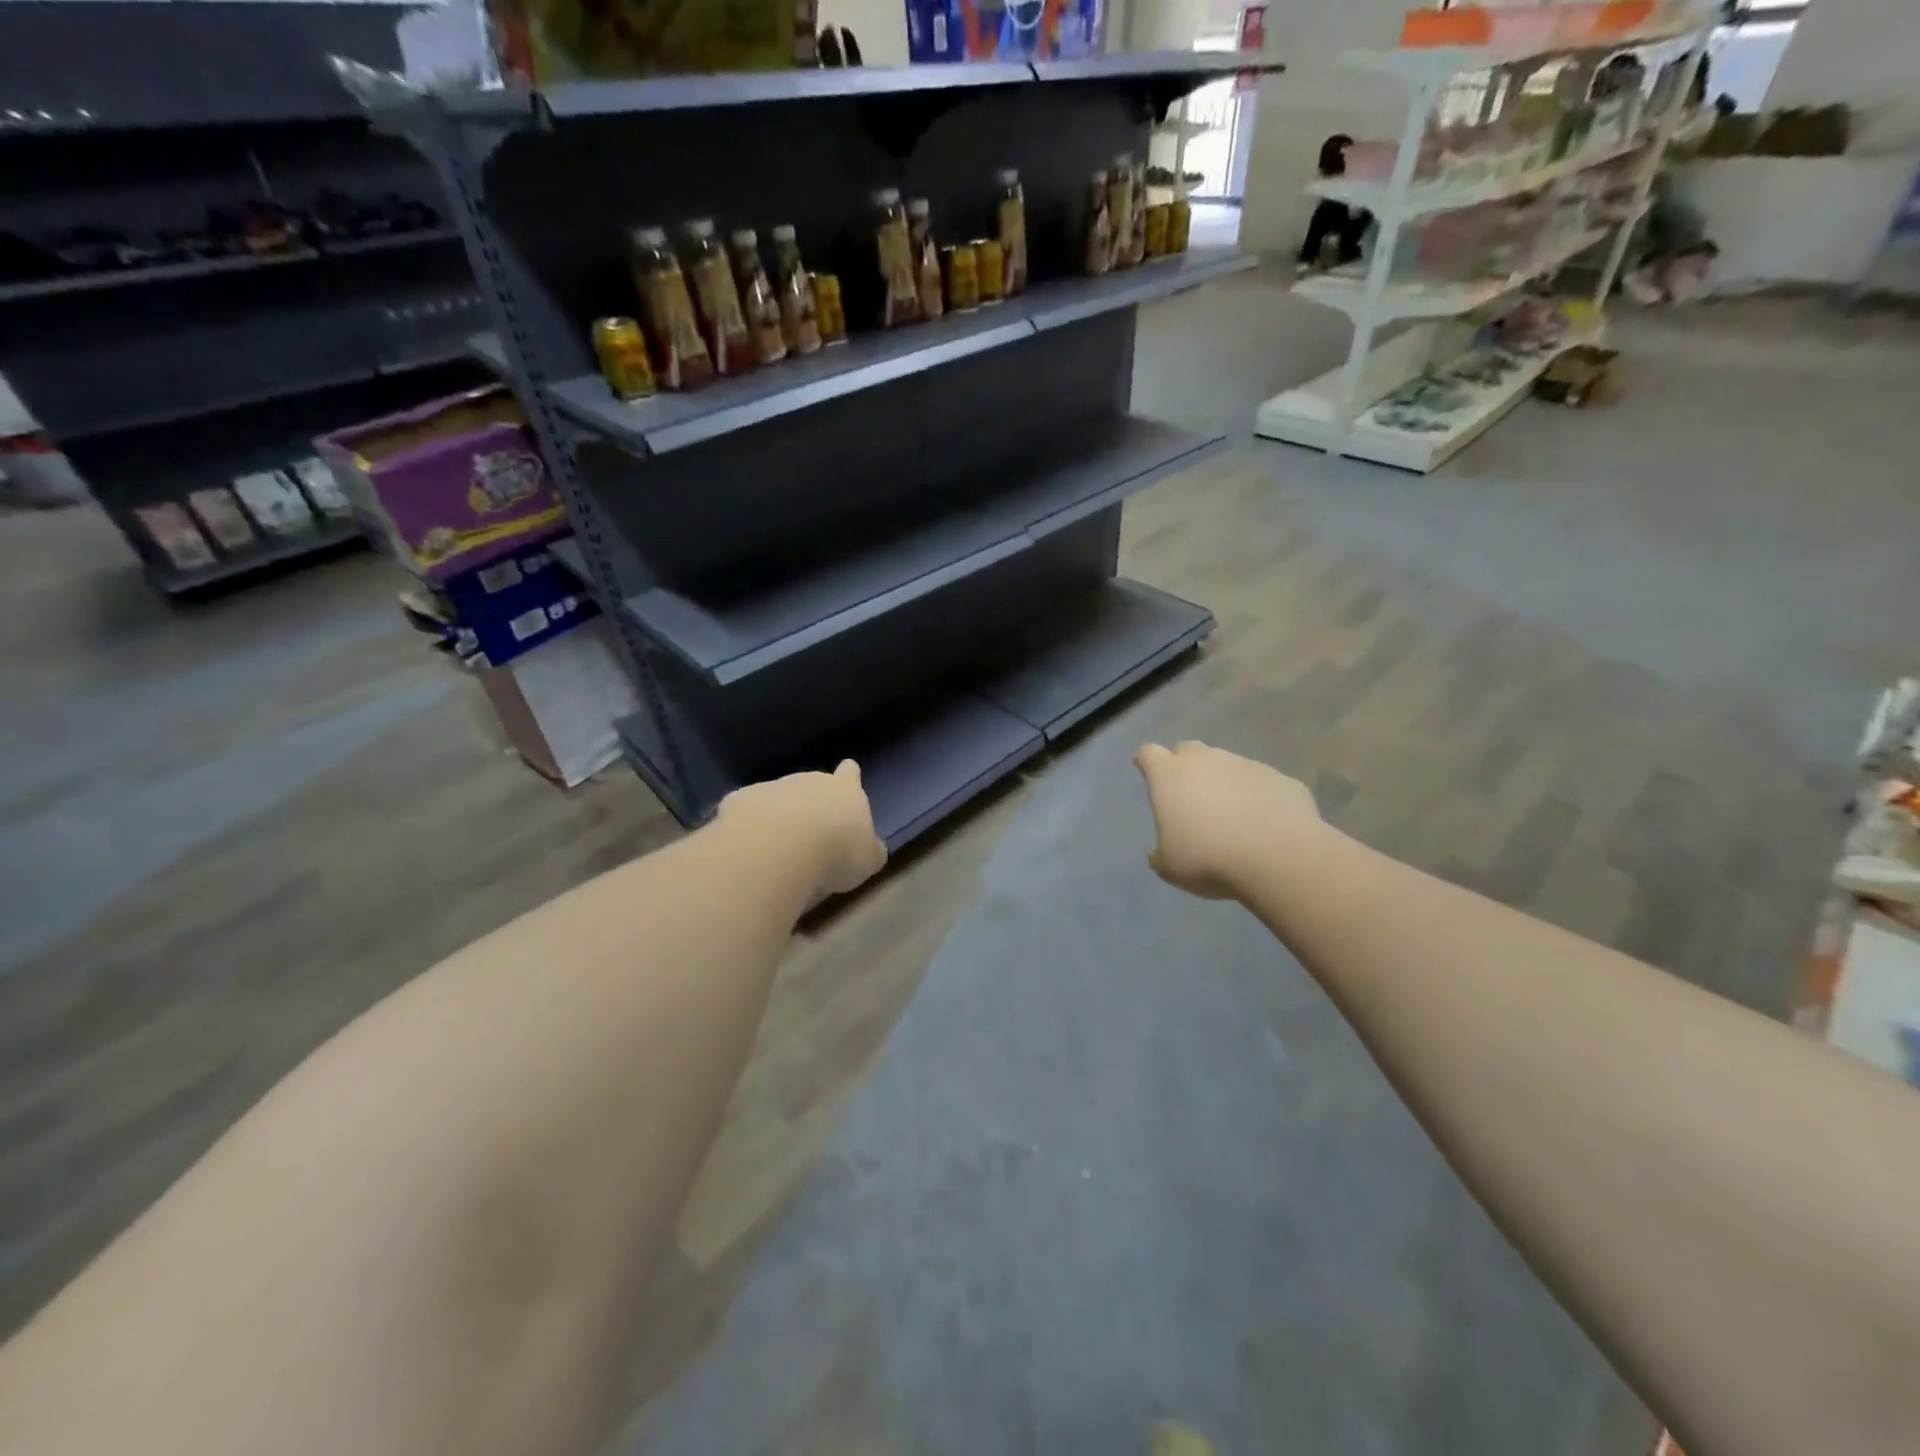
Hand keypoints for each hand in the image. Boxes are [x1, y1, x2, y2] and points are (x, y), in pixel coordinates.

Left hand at [718, 760, 886, 900]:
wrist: (779, 848)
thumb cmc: (836, 851)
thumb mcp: (868, 859)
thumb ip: (870, 850)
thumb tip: (872, 848)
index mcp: (844, 790)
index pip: (850, 773)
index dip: (849, 776)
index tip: (847, 775)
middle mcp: (808, 780)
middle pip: (811, 785)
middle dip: (810, 804)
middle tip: (810, 836)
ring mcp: (771, 787)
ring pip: (776, 798)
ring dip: (777, 817)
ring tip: (777, 850)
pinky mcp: (739, 801)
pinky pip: (746, 812)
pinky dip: (747, 827)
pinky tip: (747, 850)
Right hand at [1134, 741, 1321, 899]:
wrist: (1279, 859)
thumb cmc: (1209, 859)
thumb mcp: (1169, 867)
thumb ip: (1160, 852)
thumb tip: (1162, 850)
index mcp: (1170, 776)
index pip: (1148, 754)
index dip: (1146, 763)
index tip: (1148, 774)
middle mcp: (1206, 760)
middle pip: (1188, 750)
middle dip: (1184, 766)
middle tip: (1188, 795)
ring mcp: (1246, 765)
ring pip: (1226, 764)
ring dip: (1222, 782)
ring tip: (1229, 814)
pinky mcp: (1280, 778)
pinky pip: (1260, 782)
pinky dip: (1256, 796)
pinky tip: (1262, 824)